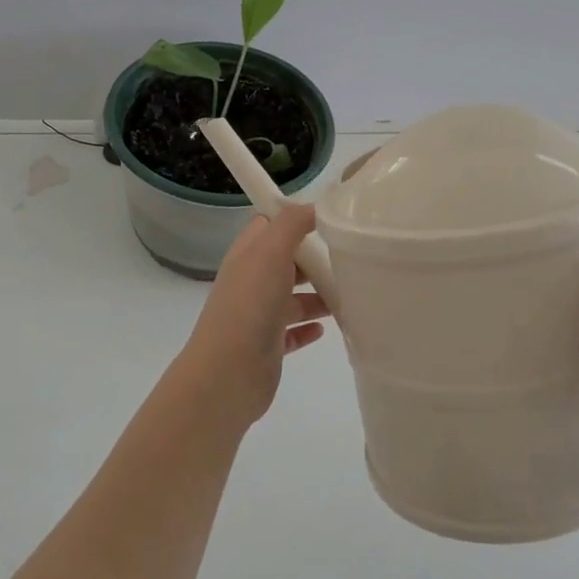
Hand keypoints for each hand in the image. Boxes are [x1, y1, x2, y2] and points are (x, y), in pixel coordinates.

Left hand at [172, 206, 329, 428]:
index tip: (327, 219)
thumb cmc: (251, 304)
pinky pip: (291, 332)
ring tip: (349, 295)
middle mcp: (251, 282)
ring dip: (318, 295)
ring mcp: (258, 315)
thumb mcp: (271, 251)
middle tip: (347, 258)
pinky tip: (326, 328)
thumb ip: (291, 224)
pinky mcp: (268, 346)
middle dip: (313, 259)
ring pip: (292, 298)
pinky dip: (308, 328)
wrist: (229, 371)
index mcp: (247, 255)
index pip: (268, 226)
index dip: (293, 219)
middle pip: (285, 262)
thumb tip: (312, 206)